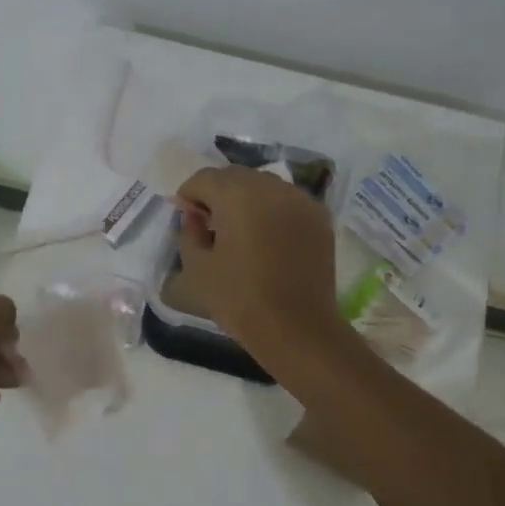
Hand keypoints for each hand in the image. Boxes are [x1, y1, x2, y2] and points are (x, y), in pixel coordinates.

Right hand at [175, 166, 344, 361]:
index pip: (204, 178)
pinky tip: (267, 237)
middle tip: (209, 223)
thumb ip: (188, 232)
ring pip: (264, 185)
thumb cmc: (240, 300)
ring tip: (239, 230)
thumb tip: (194, 216)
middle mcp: (272, 187)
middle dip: (217, 193)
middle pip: (235, 176)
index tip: (185, 217)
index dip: (189, 195)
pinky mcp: (319, 217)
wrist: (297, 328)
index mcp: (238, 195)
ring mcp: (300, 200)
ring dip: (246, 199)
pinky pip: (287, 201)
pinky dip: (272, 210)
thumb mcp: (197, 269)